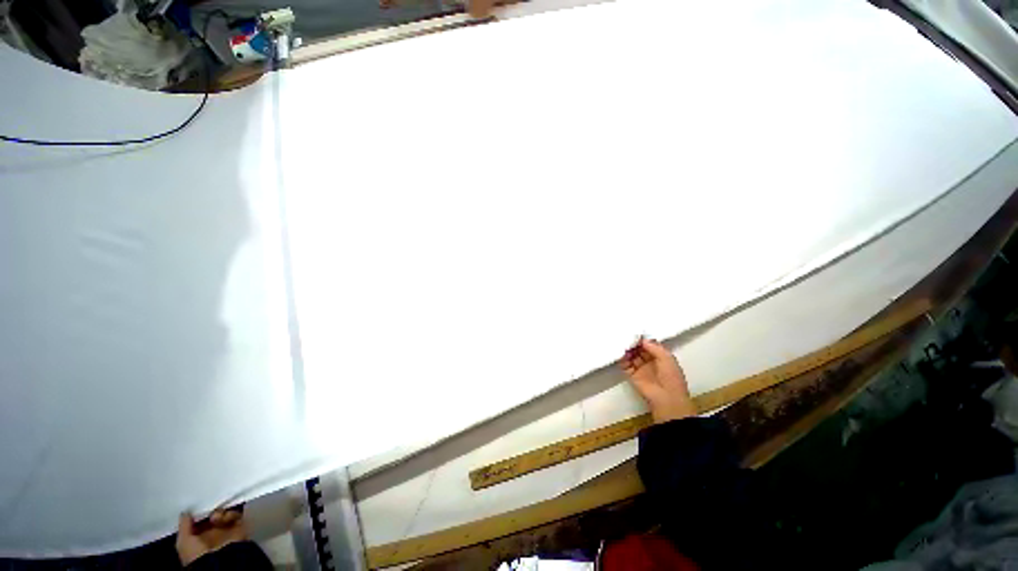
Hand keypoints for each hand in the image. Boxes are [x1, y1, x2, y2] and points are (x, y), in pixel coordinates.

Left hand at [176, 509, 247, 565]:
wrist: (221, 563)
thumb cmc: (197, 554)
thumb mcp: (184, 542)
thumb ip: (184, 526)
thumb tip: (186, 510)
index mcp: (198, 538)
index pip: (198, 521)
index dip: (197, 514)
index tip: (196, 507)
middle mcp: (212, 534)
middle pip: (212, 515)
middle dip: (211, 511)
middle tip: (209, 514)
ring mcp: (227, 531)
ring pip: (225, 513)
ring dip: (221, 512)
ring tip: (217, 518)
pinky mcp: (240, 528)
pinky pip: (237, 515)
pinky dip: (232, 514)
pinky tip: (227, 518)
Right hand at [620, 337, 696, 422]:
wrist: (667, 398)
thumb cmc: (670, 377)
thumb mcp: (667, 358)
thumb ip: (654, 347)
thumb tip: (642, 340)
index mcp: (661, 357)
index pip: (649, 345)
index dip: (643, 340)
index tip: (635, 333)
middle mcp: (650, 362)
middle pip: (639, 349)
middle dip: (633, 344)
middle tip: (626, 337)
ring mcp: (640, 369)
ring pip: (631, 356)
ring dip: (627, 350)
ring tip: (622, 345)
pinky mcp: (632, 375)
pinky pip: (625, 365)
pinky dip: (621, 359)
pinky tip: (620, 354)